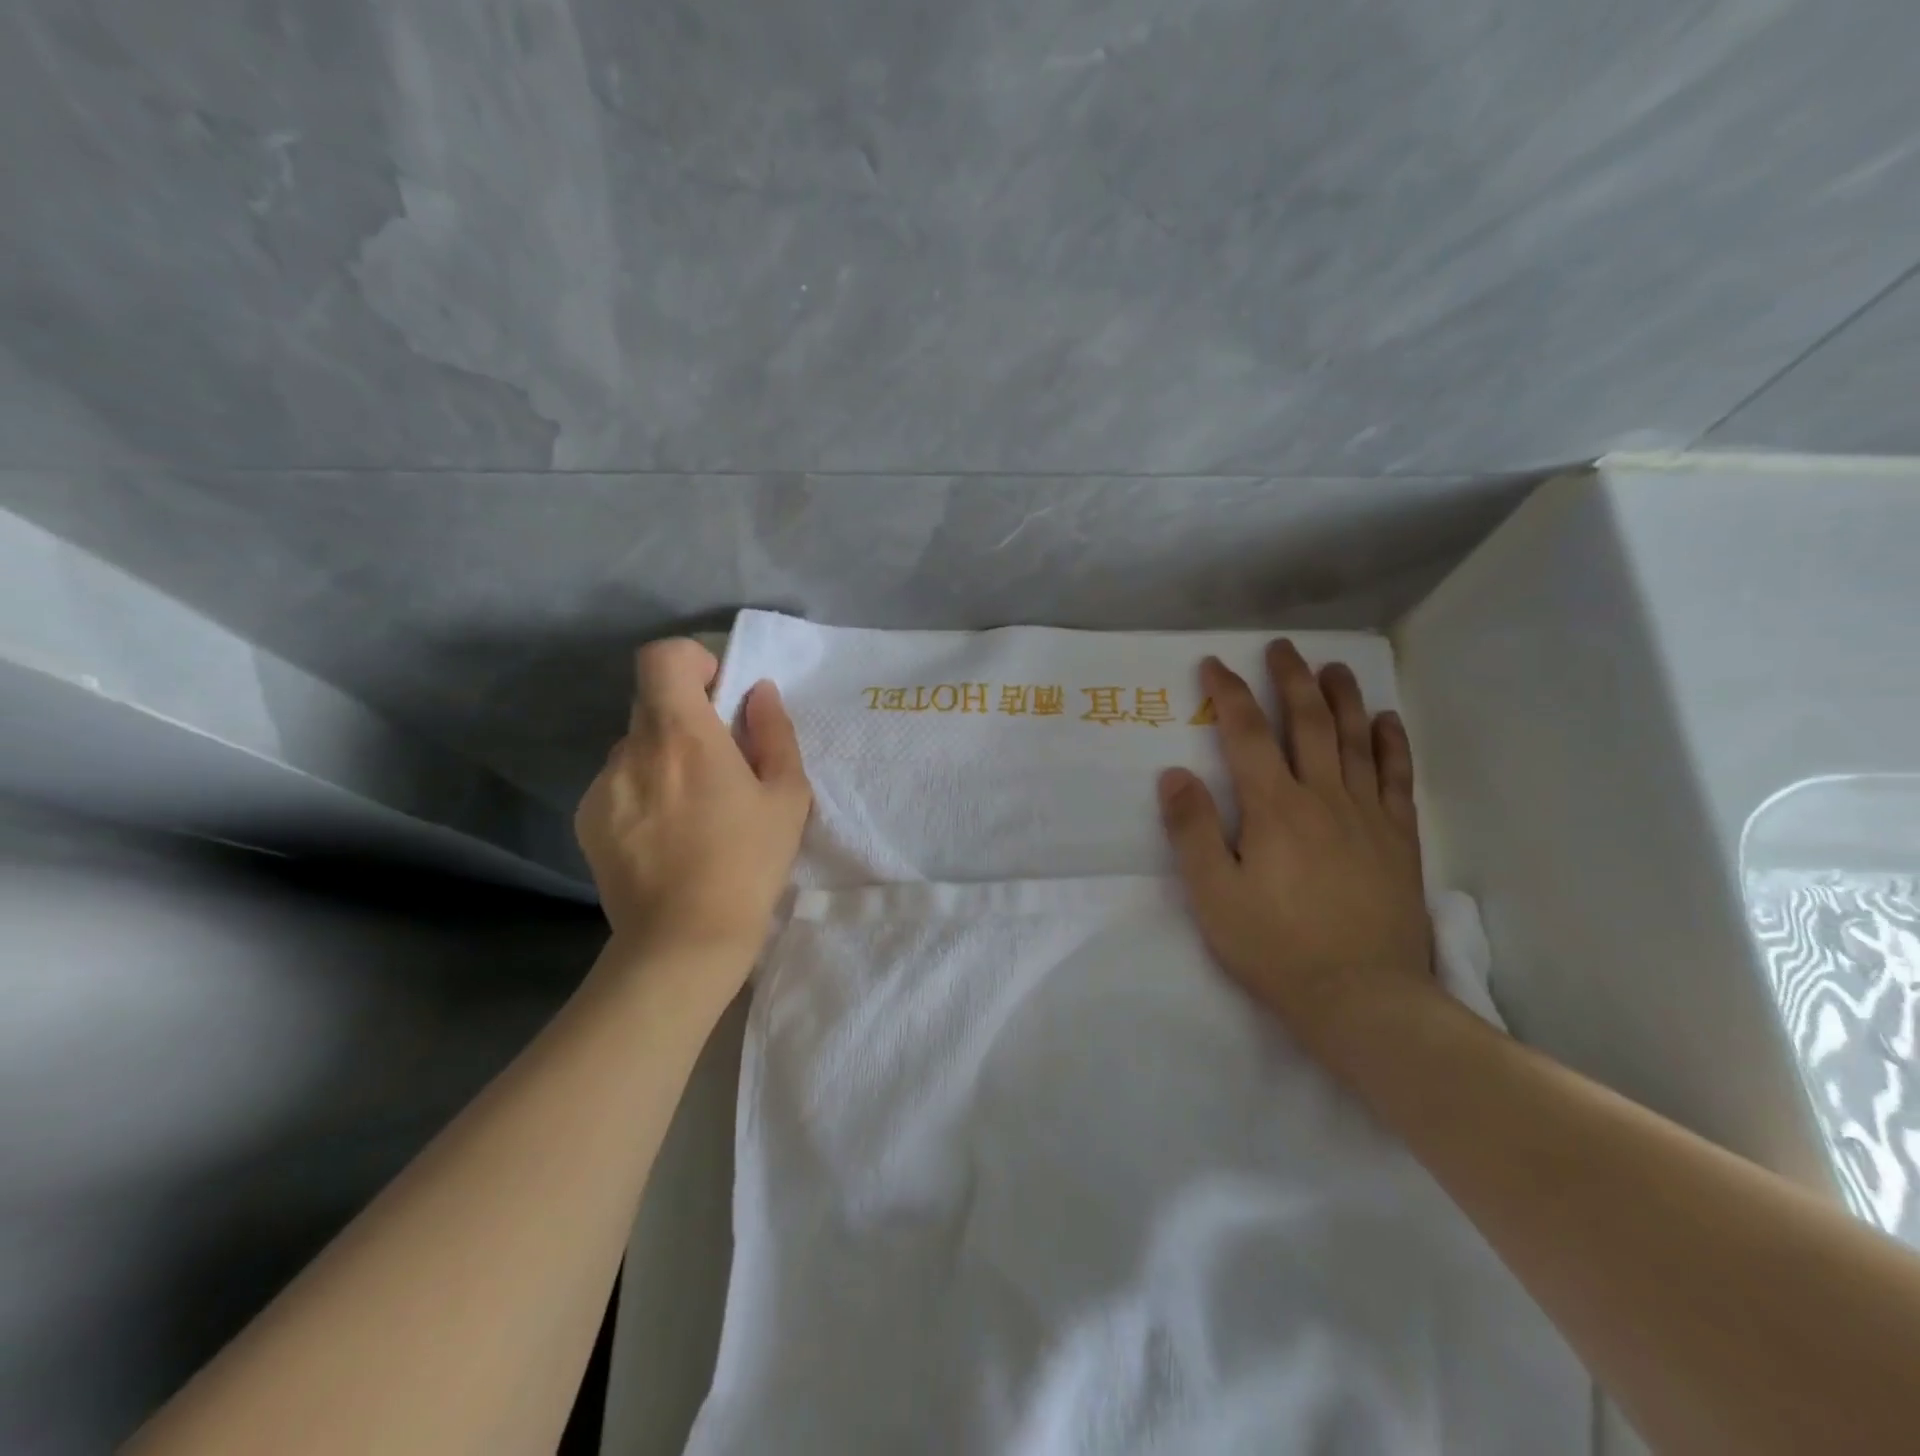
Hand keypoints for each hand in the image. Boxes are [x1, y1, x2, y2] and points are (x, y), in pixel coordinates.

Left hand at [575, 640, 811, 977]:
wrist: (684, 940)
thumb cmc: (748, 863)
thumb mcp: (787, 796)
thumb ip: (775, 733)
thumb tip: (759, 693)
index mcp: (683, 733)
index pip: (662, 657)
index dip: (691, 661)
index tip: (718, 694)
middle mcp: (632, 748)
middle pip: (652, 702)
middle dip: (688, 718)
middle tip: (720, 764)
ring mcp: (603, 785)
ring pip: (637, 746)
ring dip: (665, 758)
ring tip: (693, 811)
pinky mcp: (587, 819)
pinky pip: (619, 783)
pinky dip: (643, 791)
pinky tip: (666, 837)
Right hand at [1158, 640, 1439, 1061]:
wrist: (1362, 998)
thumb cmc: (1276, 947)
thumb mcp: (1213, 895)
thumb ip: (1192, 831)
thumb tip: (1174, 774)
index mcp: (1274, 808)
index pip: (1247, 734)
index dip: (1228, 694)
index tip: (1214, 665)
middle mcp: (1323, 797)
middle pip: (1308, 723)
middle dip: (1290, 680)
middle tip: (1281, 648)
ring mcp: (1367, 815)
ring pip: (1356, 740)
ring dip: (1342, 698)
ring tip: (1333, 667)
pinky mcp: (1398, 839)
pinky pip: (1396, 777)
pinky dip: (1391, 743)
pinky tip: (1386, 721)